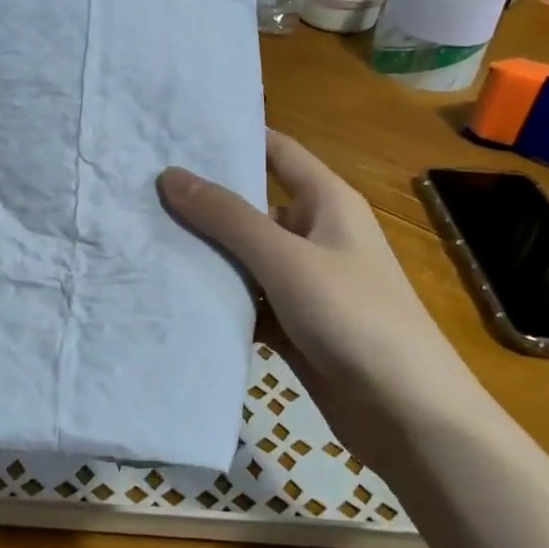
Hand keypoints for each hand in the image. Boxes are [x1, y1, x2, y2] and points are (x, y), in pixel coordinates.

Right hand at [158, 131, 465, 430]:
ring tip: (142, 238)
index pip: (277, 151)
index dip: (234, 138)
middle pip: (252, 206)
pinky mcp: (293, 324)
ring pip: (245, 257)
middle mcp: (315, 235)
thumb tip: (170, 174)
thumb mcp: (286, 259)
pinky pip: (248, 300)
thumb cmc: (354, 317)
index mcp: (327, 202)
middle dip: (203, 202)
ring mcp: (304, 283)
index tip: (177, 132)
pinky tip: (172, 295)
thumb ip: (228, 217)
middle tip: (141, 190)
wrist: (407, 415)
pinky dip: (219, 298)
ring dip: (205, 254)